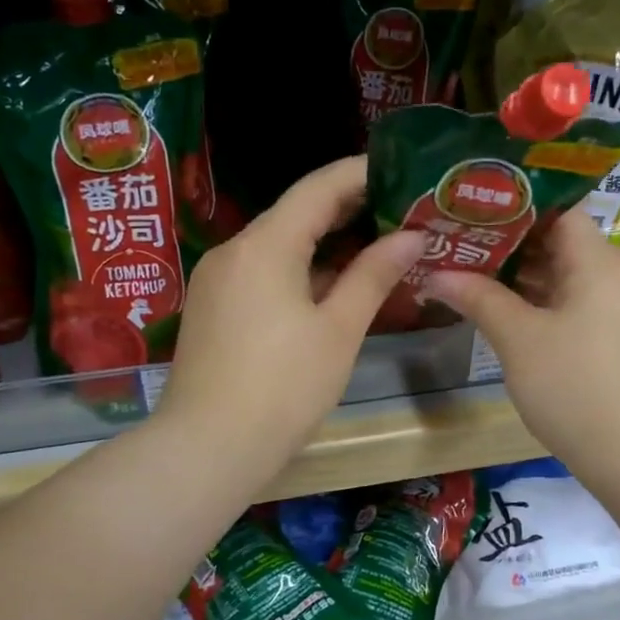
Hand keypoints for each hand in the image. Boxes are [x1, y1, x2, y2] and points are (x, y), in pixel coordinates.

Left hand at [157, 156, 422, 475]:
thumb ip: (374, 275)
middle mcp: (234, 250)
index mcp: (265, 245)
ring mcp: (217, 280)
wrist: (208, 449)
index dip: (360, 173)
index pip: (318, 188)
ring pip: (278, 246)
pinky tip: (332, 285)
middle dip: (348, 209)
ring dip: (325, 243)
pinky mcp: (213, 309)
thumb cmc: (284, 388)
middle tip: (400, 209)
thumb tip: (411, 236)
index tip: (400, 170)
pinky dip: (300, 270)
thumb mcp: (338, 330)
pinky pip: (262, 273)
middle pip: (295, 214)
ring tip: (376, 245)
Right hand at [427, 214, 619, 478]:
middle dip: (509, 243)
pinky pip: (575, 304)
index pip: (558, 210)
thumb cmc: (574, 385)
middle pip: (560, 242)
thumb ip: (478, 297)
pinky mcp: (617, 339)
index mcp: (599, 261)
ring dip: (522, 276)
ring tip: (470, 272)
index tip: (473, 209)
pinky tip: (504, 311)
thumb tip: (436, 273)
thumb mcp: (518, 338)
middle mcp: (616, 275)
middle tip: (460, 241)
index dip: (516, 206)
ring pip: (566, 276)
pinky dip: (541, 302)